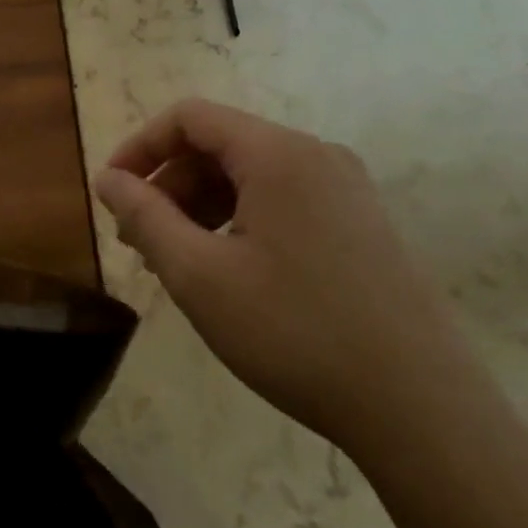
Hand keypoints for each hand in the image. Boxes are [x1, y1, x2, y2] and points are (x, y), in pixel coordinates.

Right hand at [93, 99, 477, 458]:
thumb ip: (144, 216)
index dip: (139, 147)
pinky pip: (282, 201)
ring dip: (199, 206)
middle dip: (168, 185)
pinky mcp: (361, 224)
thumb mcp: (198, 274)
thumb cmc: (294, 332)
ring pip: (249, 176)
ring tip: (173, 261)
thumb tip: (107, 179)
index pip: (189, 118)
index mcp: (278, 154)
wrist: (420, 409)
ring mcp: (346, 190)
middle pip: (219, 145)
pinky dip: (238, 221)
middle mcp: (316, 156)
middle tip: (137, 241)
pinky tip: (224, 270)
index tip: (111, 194)